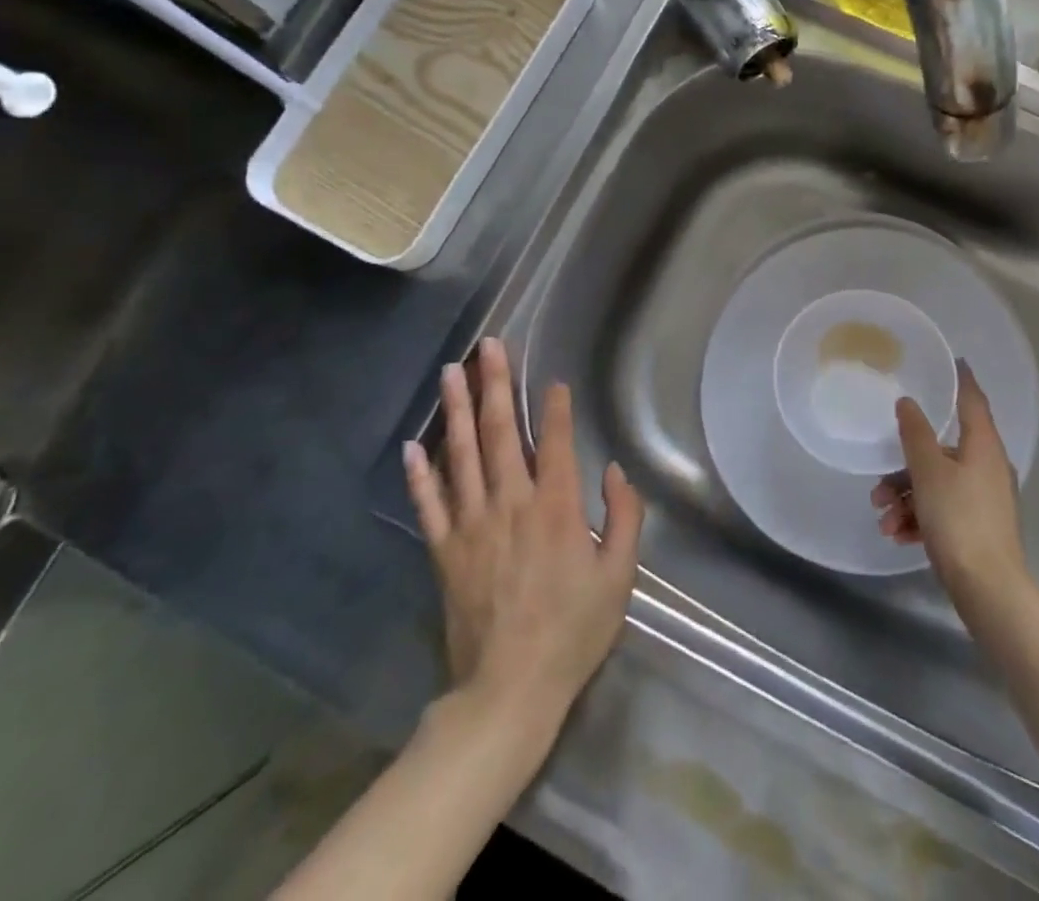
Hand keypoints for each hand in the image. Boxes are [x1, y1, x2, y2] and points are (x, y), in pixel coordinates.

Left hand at [403, 338, 643, 730]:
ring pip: (463, 456)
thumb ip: (624, 519)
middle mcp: (511, 504)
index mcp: (557, 509)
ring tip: (450, 373)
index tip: (552, 380)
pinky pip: (429, 504)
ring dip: (458, 410)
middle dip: (495, 384)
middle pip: (502, 433)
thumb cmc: (572, 632)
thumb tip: (615, 472)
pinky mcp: (445, 551)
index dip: (555, 408)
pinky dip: (420, 473)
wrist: (509, 691)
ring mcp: (472, 526)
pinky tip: (414, 443)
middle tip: (488, 346)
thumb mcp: (618, 578)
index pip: (556, 443)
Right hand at [870, 360, 1026, 617]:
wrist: (988, 590)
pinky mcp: (977, 527)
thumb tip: (907, 403)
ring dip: (906, 497)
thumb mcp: (929, 472)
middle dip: (906, 465)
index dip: (960, 380)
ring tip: (883, 517)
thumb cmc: (958, 519)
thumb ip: (915, 434)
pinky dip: (919, 517)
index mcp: (983, 446)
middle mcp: (988, 467)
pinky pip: (942, 510)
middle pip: (942, 450)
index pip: (972, 400)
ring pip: (937, 483)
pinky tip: (897, 534)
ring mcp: (984, 499)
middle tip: (880, 481)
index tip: (950, 361)